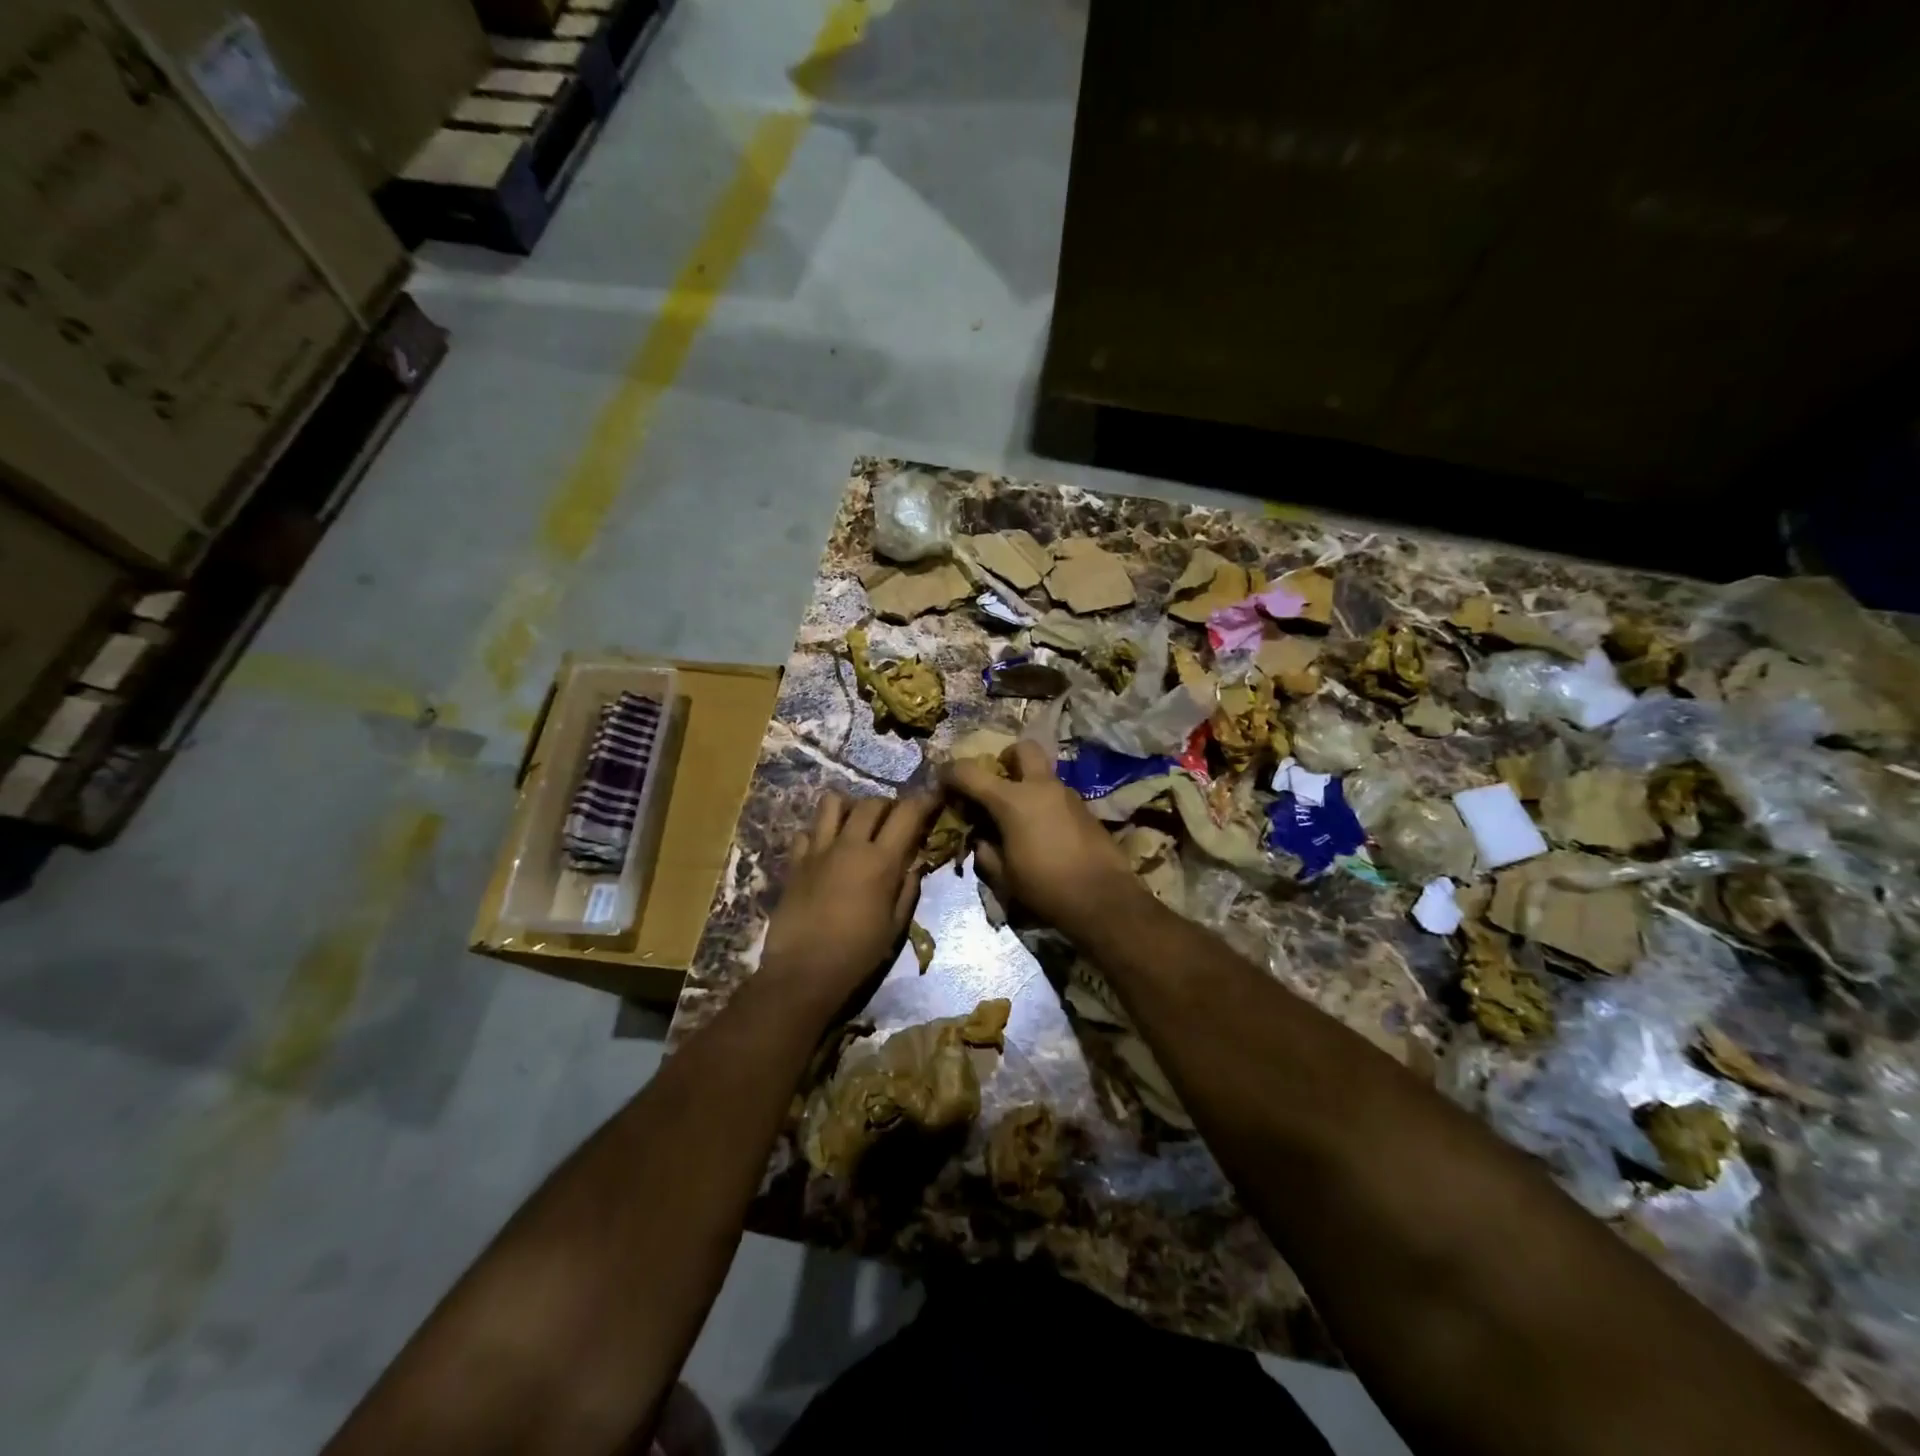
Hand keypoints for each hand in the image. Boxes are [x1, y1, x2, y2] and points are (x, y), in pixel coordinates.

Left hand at [760, 790, 939, 1010]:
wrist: (803, 973)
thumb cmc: (858, 955)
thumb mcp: (895, 926)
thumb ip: (907, 890)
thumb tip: (913, 865)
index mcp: (881, 861)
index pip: (907, 813)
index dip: (924, 801)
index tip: (933, 799)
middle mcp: (849, 845)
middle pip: (872, 802)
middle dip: (889, 805)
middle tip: (895, 820)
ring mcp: (818, 850)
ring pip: (833, 803)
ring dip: (850, 807)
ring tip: (856, 824)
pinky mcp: (795, 862)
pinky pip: (806, 831)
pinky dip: (819, 833)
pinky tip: (826, 850)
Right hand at [946, 741, 1139, 937]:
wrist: (1104, 899)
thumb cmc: (1046, 888)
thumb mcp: (1003, 876)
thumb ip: (985, 851)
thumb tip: (981, 838)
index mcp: (1012, 800)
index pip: (970, 772)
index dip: (951, 774)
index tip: (943, 782)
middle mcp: (1041, 787)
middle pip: (1022, 749)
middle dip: (1006, 759)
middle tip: (997, 784)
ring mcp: (1068, 795)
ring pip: (1043, 774)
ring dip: (1027, 785)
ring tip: (1019, 818)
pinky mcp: (1086, 809)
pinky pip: (1057, 795)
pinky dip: (1044, 803)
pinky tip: (1043, 833)